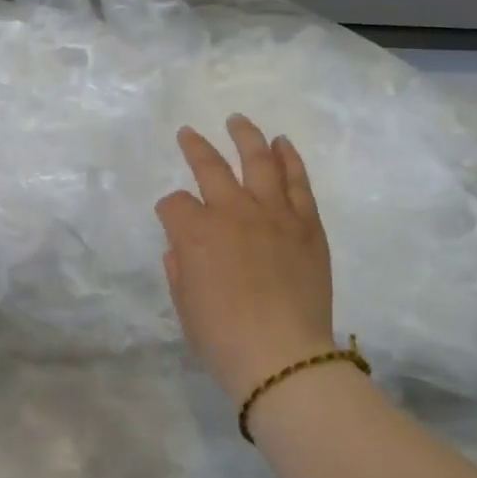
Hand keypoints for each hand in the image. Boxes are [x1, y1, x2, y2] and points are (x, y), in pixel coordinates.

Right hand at [155, 116, 336, 404]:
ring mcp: (273, 214)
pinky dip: (290, 160)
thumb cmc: (222, 337)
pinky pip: (298, 182)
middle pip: (210, 166)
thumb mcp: (184, 304)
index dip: (169, 210)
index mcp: (195, 232)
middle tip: (188, 133)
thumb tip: (182, 248)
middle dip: (195, 147)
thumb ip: (179, 267)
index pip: (174, 204)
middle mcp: (232, 211)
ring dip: (246, 137)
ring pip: (258, 161)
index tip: (172, 220)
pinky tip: (282, 144)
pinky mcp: (307, 224)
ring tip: (238, 121)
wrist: (283, 357)